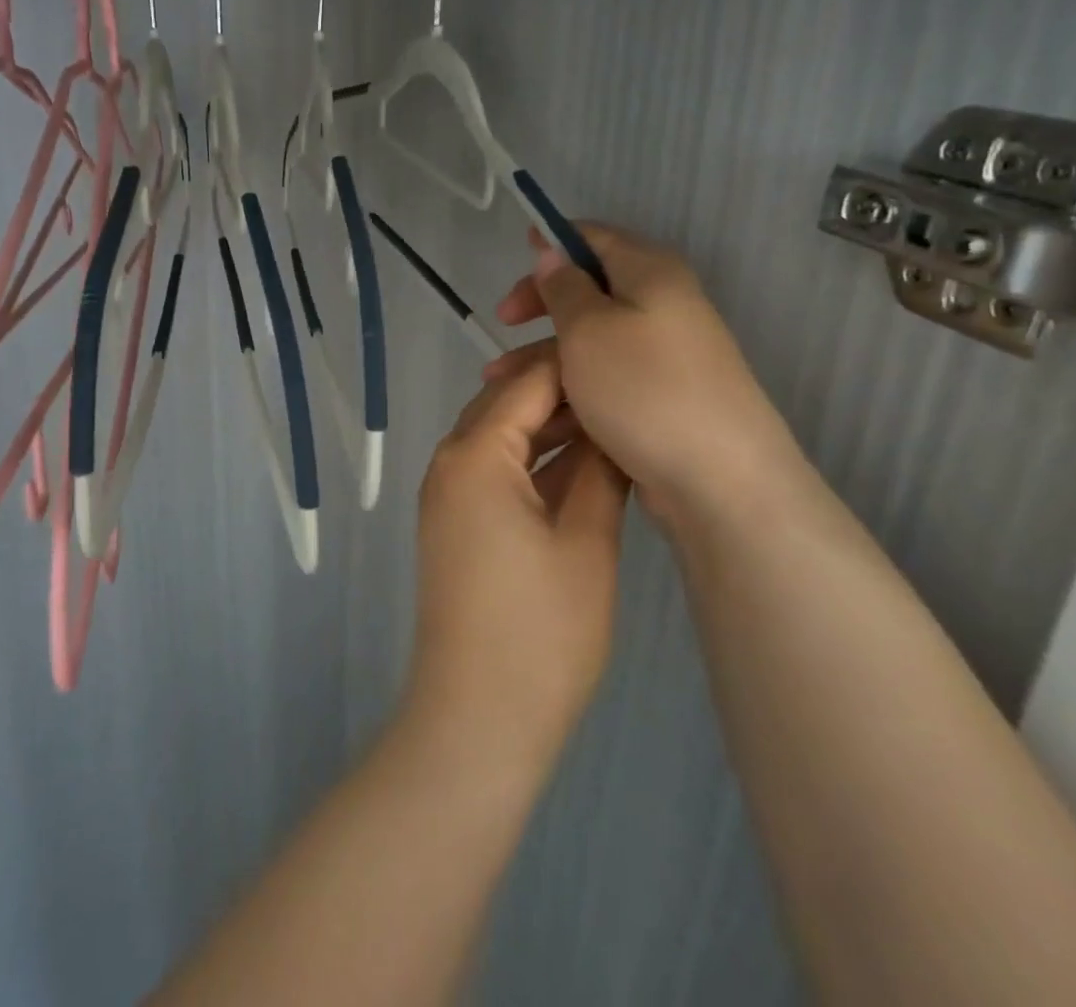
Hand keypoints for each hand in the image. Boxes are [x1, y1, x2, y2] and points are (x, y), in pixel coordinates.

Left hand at [404, 347, 629, 781]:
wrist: (477, 717)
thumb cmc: (540, 632)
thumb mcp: (586, 543)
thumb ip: (599, 472)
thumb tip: (614, 429)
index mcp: (475, 454)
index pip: (528, 384)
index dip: (577, 368)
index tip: (628, 358)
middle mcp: (449, 461)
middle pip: (507, 403)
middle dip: (562, 392)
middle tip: (625, 389)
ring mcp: (447, 493)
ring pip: (500, 436)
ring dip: (547, 427)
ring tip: (611, 422)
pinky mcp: (454, 522)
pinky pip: (493, 469)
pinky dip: (531, 461)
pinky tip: (577, 463)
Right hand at [491, 226, 799, 523]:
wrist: (720, 479)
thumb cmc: (643, 388)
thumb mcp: (587, 329)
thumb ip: (564, 287)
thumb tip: (555, 255)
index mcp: (650, 272)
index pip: (595, 236)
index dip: (554, 240)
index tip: (518, 249)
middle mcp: (663, 304)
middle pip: (591, 288)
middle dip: (541, 304)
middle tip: (503, 322)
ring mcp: (665, 352)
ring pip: (592, 338)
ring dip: (544, 351)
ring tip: (498, 380)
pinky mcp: (662, 395)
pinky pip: (606, 375)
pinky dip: (570, 382)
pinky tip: (538, 407)